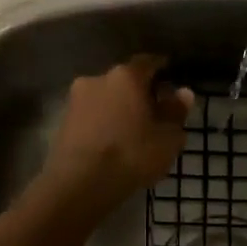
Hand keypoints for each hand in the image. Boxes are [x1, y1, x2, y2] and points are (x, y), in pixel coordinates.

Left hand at [41, 54, 193, 213]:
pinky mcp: (63, 121)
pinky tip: (113, 141)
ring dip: (118, 108)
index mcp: (126, 76)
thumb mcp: (167, 138)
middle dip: (139, 92)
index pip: (148, 62)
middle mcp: (98, 78)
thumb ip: (176, 112)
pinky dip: (103, 122)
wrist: (79, 183)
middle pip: (124, 80)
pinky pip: (92, 115)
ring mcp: (76, 99)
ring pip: (106, 98)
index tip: (171, 78)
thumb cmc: (131, 154)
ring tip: (132, 130)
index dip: (161, 69)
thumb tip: (183, 93)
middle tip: (154, 110)